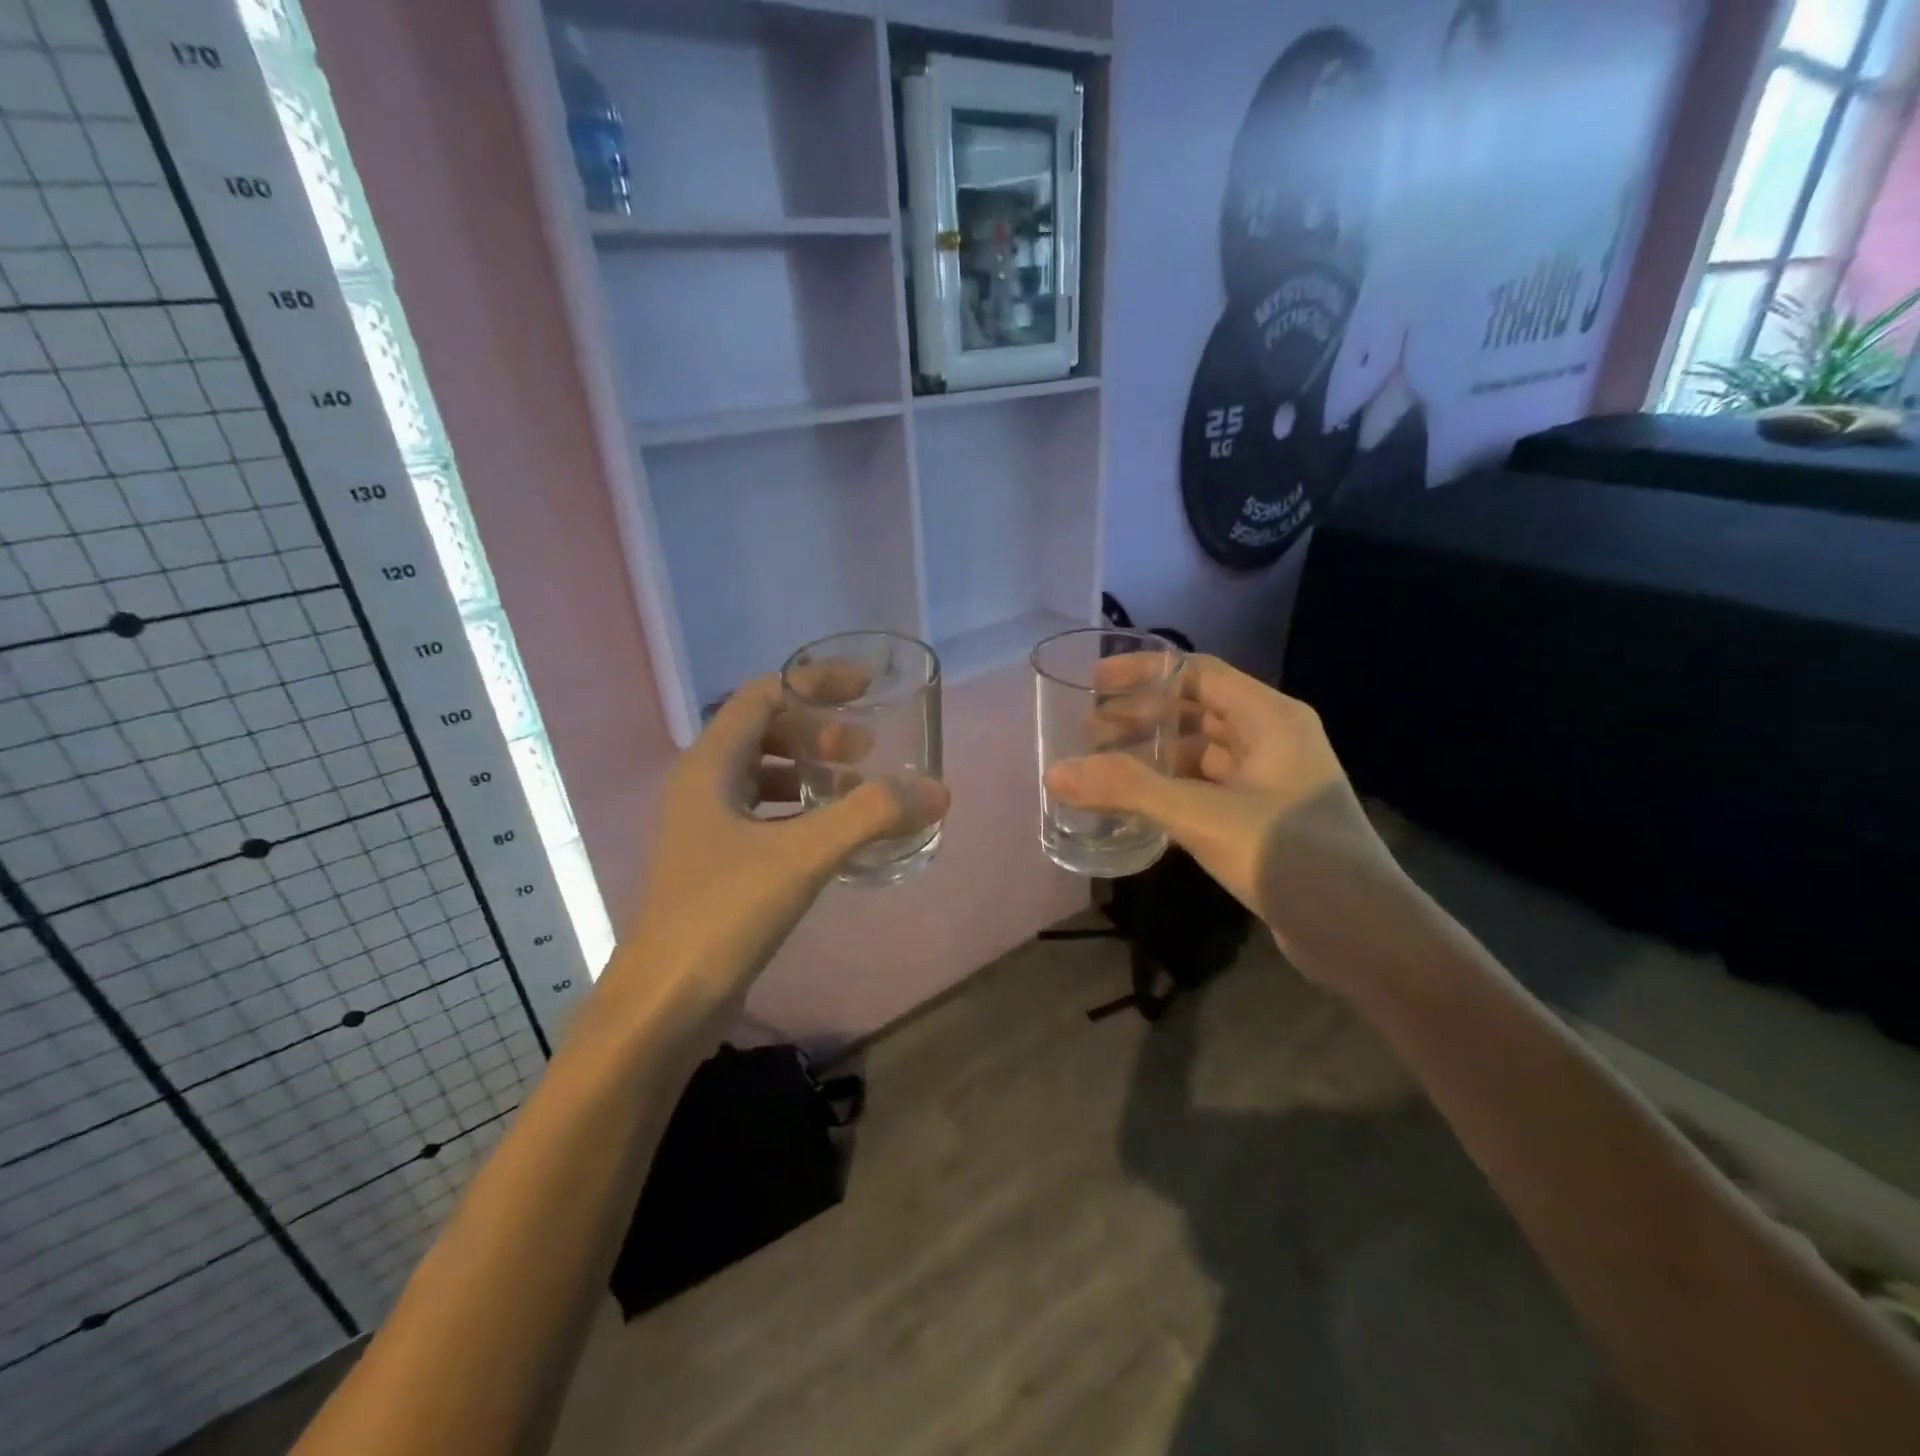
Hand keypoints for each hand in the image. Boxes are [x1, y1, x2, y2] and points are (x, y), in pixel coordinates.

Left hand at [613, 671, 948, 1013]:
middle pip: (763, 731)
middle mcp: (702, 786)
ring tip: (855, 789)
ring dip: (810, 771)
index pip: (763, 695)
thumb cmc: (722, 915)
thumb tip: (935, 790)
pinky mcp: (716, 863)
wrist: (663, 1004)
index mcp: (710, 766)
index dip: (815, 683)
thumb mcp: (801, 856)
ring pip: (763, 775)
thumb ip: (870, 816)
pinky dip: (800, 811)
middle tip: (865, 751)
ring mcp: (705, 827)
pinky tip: (831, 836)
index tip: (865, 688)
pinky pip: (764, 815)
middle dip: (817, 732)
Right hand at [1042, 654, 1400, 971]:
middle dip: (1142, 717)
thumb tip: (1055, 772)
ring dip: (1153, 756)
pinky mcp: (1262, 820)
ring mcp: (1270, 782)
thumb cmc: (1288, 854)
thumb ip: (1128, 790)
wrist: (1361, 934)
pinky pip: (1206, 789)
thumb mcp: (1201, 816)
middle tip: (1088, 732)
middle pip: (1197, 711)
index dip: (1145, 673)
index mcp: (1270, 718)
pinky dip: (1170, 791)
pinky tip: (1136, 809)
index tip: (1094, 683)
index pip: (1199, 672)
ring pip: (1200, 754)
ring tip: (1103, 769)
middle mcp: (1273, 740)